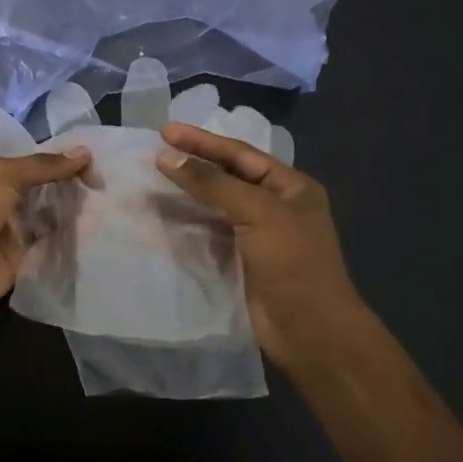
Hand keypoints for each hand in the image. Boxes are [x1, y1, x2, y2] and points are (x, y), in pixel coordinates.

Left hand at [0, 150, 91, 332]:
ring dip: (74, 212)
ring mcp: (12, 233)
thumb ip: (43, 166)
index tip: (95, 160)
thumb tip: (84, 153)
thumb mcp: (3, 175)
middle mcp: (1, 202)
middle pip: (43, 190)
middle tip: (109, 182)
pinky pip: (51, 247)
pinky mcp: (23, 262)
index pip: (31, 163)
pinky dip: (71, 240)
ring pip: (50, 218)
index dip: (60, 160)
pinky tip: (99, 230)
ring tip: (111, 202)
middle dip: (71, 186)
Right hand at [156, 121, 366, 370]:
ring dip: (186, 192)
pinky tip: (164, 215)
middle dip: (193, 163)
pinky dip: (187, 221)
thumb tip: (166, 157)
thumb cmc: (292, 262)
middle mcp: (276, 205)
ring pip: (216, 204)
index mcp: (291, 186)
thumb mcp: (256, 212)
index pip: (240, 154)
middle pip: (228, 176)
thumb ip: (211, 182)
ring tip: (153, 180)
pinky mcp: (242, 259)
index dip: (202, 141)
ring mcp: (259, 234)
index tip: (165, 131)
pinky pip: (210, 231)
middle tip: (155, 152)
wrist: (309, 330)